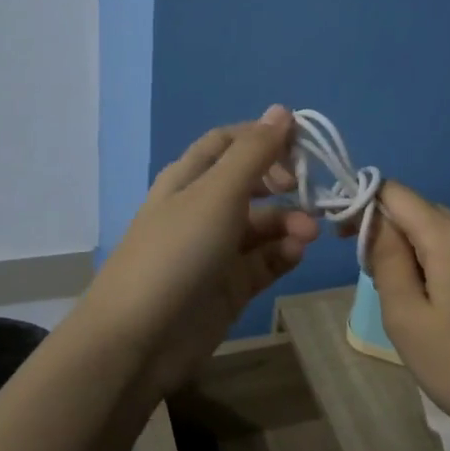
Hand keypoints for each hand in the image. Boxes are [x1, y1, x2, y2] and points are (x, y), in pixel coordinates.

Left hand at [79, 107, 318, 396]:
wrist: (138, 340)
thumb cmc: (177, 251)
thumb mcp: (217, 193)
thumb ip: (255, 152)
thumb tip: (282, 110)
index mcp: (189, 178)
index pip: (230, 142)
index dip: (265, 137)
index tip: (303, 143)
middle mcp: (202, 208)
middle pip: (252, 183)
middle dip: (284, 183)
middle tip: (311, 191)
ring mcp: (216, 250)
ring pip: (263, 225)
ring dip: (289, 222)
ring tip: (308, 234)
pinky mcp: (229, 286)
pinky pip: (264, 260)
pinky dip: (283, 253)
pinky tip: (296, 253)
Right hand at [368, 181, 449, 449]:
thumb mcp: (406, 317)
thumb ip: (386, 258)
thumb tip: (375, 220)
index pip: (395, 192)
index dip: (364, 208)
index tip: (346, 242)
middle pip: (419, 212)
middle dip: (391, 238)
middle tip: (382, 289)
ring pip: (441, 232)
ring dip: (416, 254)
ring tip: (413, 306)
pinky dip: (441, 265)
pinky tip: (444, 308)